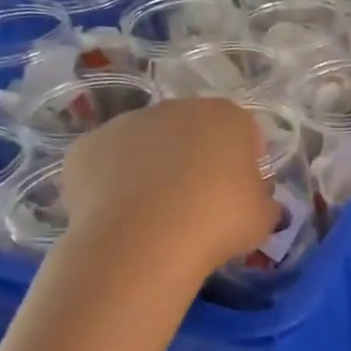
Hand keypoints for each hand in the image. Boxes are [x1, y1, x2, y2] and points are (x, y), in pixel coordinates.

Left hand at [61, 98, 277, 273]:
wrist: (142, 242)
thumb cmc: (217, 222)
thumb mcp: (263, 219)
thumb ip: (264, 202)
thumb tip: (259, 202)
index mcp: (227, 117)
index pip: (244, 133)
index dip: (245, 163)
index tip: (241, 195)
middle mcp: (176, 108)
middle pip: (193, 132)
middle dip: (197, 160)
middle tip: (199, 204)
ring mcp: (126, 123)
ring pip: (148, 145)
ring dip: (154, 169)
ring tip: (156, 214)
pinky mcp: (86, 147)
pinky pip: (109, 164)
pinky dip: (115, 183)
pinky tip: (122, 216)